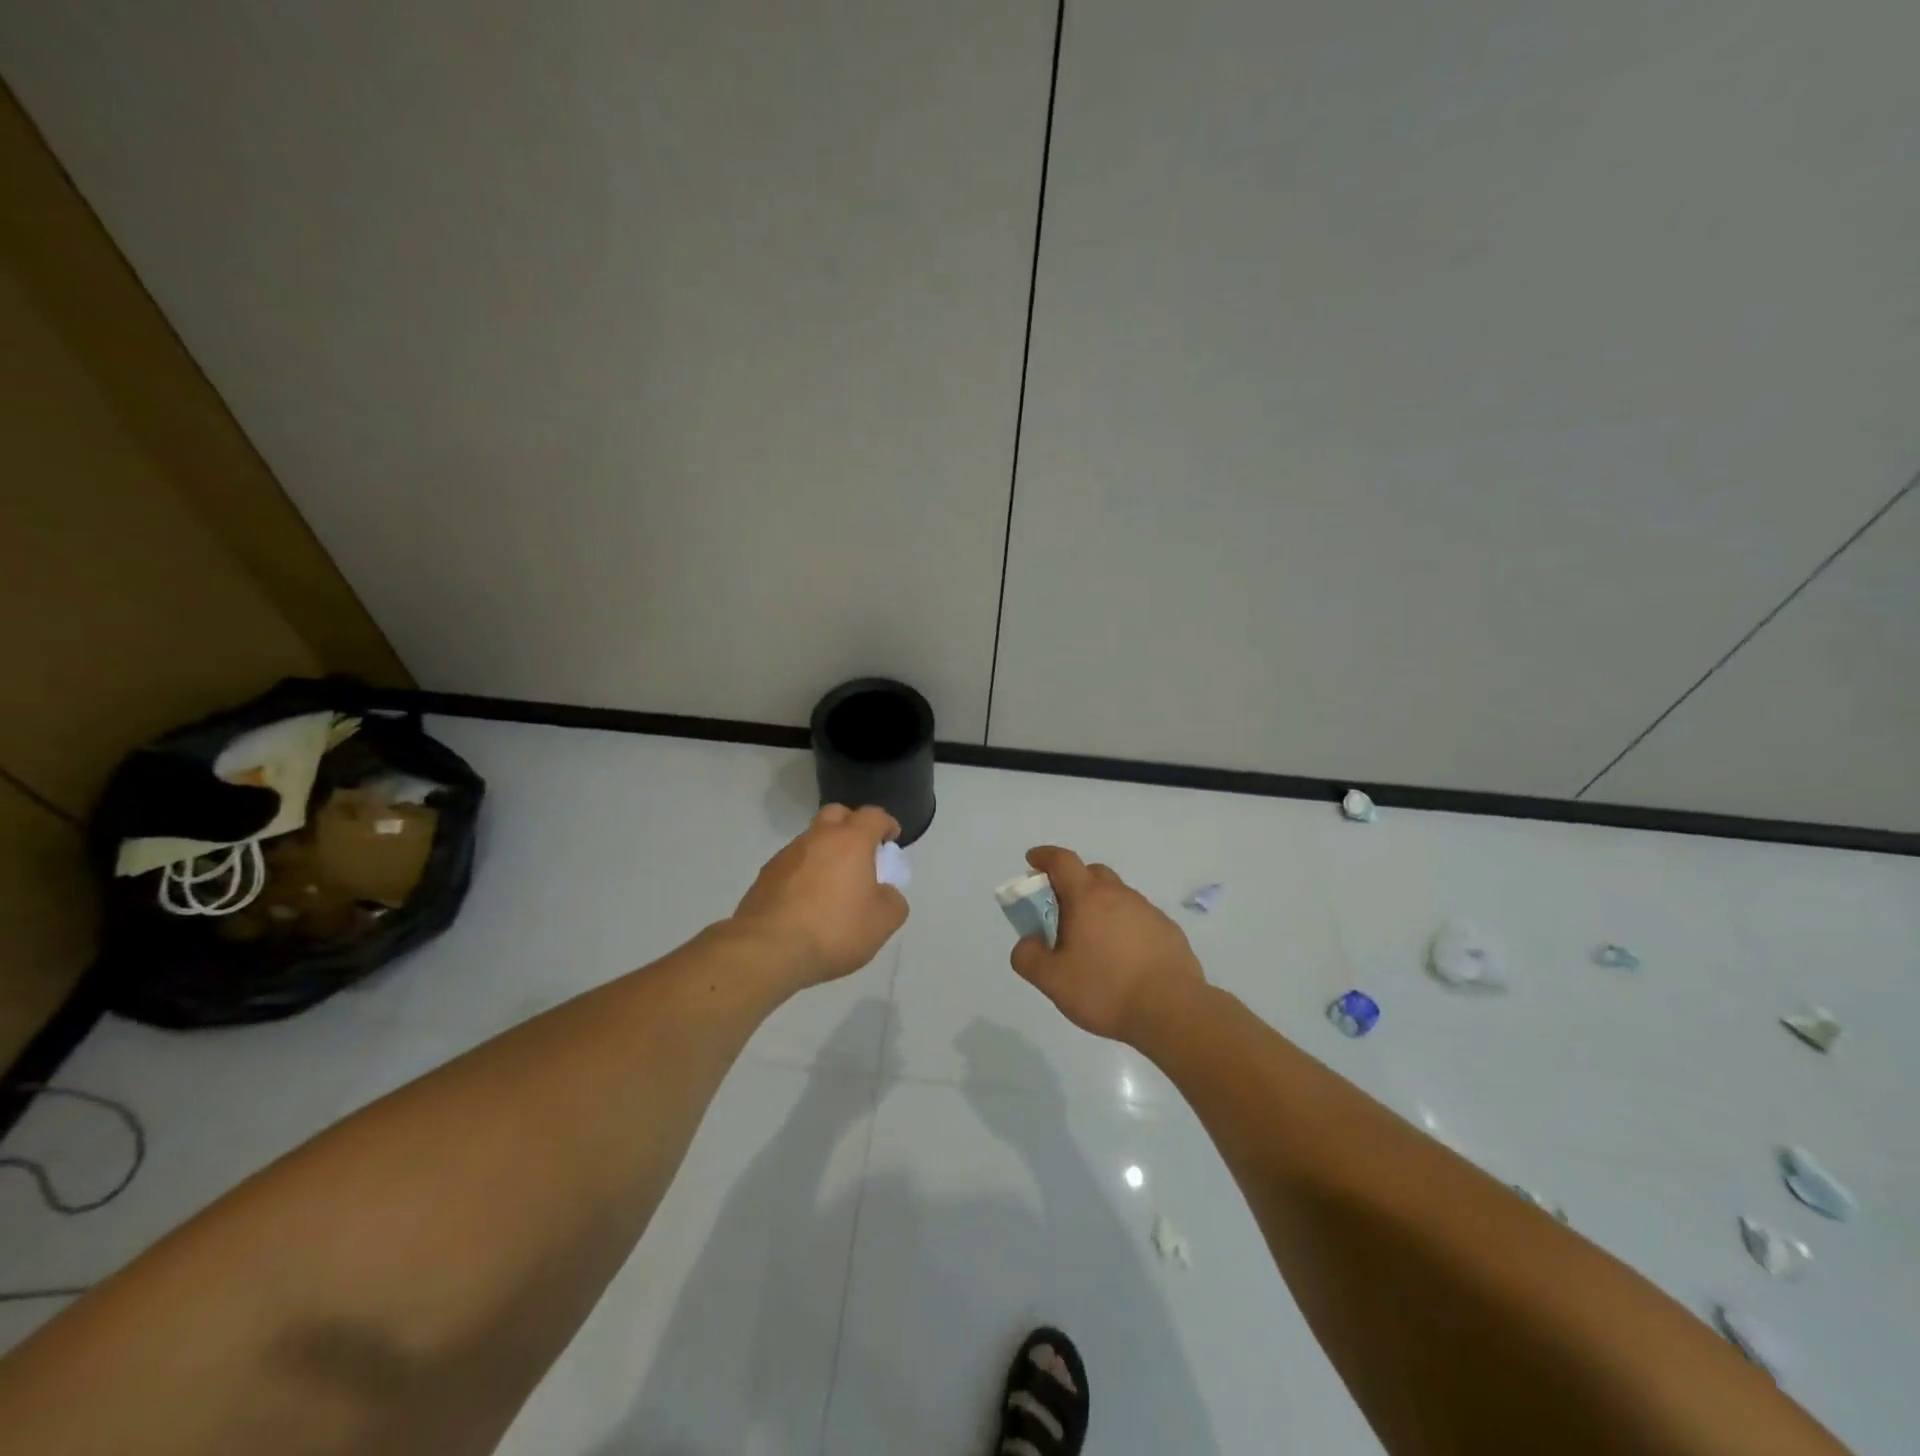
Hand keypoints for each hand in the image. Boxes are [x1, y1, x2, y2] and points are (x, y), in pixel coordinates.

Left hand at [732, 805, 908, 986]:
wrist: (768, 950)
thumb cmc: (834, 929)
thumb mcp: (882, 922)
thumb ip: (892, 900)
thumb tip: (884, 893)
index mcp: (850, 841)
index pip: (873, 815)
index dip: (886, 824)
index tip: (892, 840)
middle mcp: (817, 838)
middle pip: (836, 814)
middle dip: (852, 826)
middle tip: (861, 854)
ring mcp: (786, 855)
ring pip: (811, 840)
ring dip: (825, 852)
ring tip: (833, 886)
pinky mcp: (765, 876)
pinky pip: (792, 865)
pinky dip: (804, 874)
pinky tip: (807, 903)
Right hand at [1009, 846, 1205, 1044]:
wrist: (1172, 1010)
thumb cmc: (1105, 990)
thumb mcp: (1052, 980)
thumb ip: (1029, 957)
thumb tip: (1027, 942)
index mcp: (1087, 898)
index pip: (1062, 861)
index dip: (1045, 856)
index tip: (1032, 860)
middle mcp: (1119, 895)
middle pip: (1092, 874)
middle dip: (1073, 882)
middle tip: (1061, 910)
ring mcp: (1147, 910)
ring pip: (1117, 896)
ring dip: (1100, 907)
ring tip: (1093, 942)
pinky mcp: (1168, 930)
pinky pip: (1138, 917)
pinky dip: (1124, 926)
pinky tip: (1123, 958)